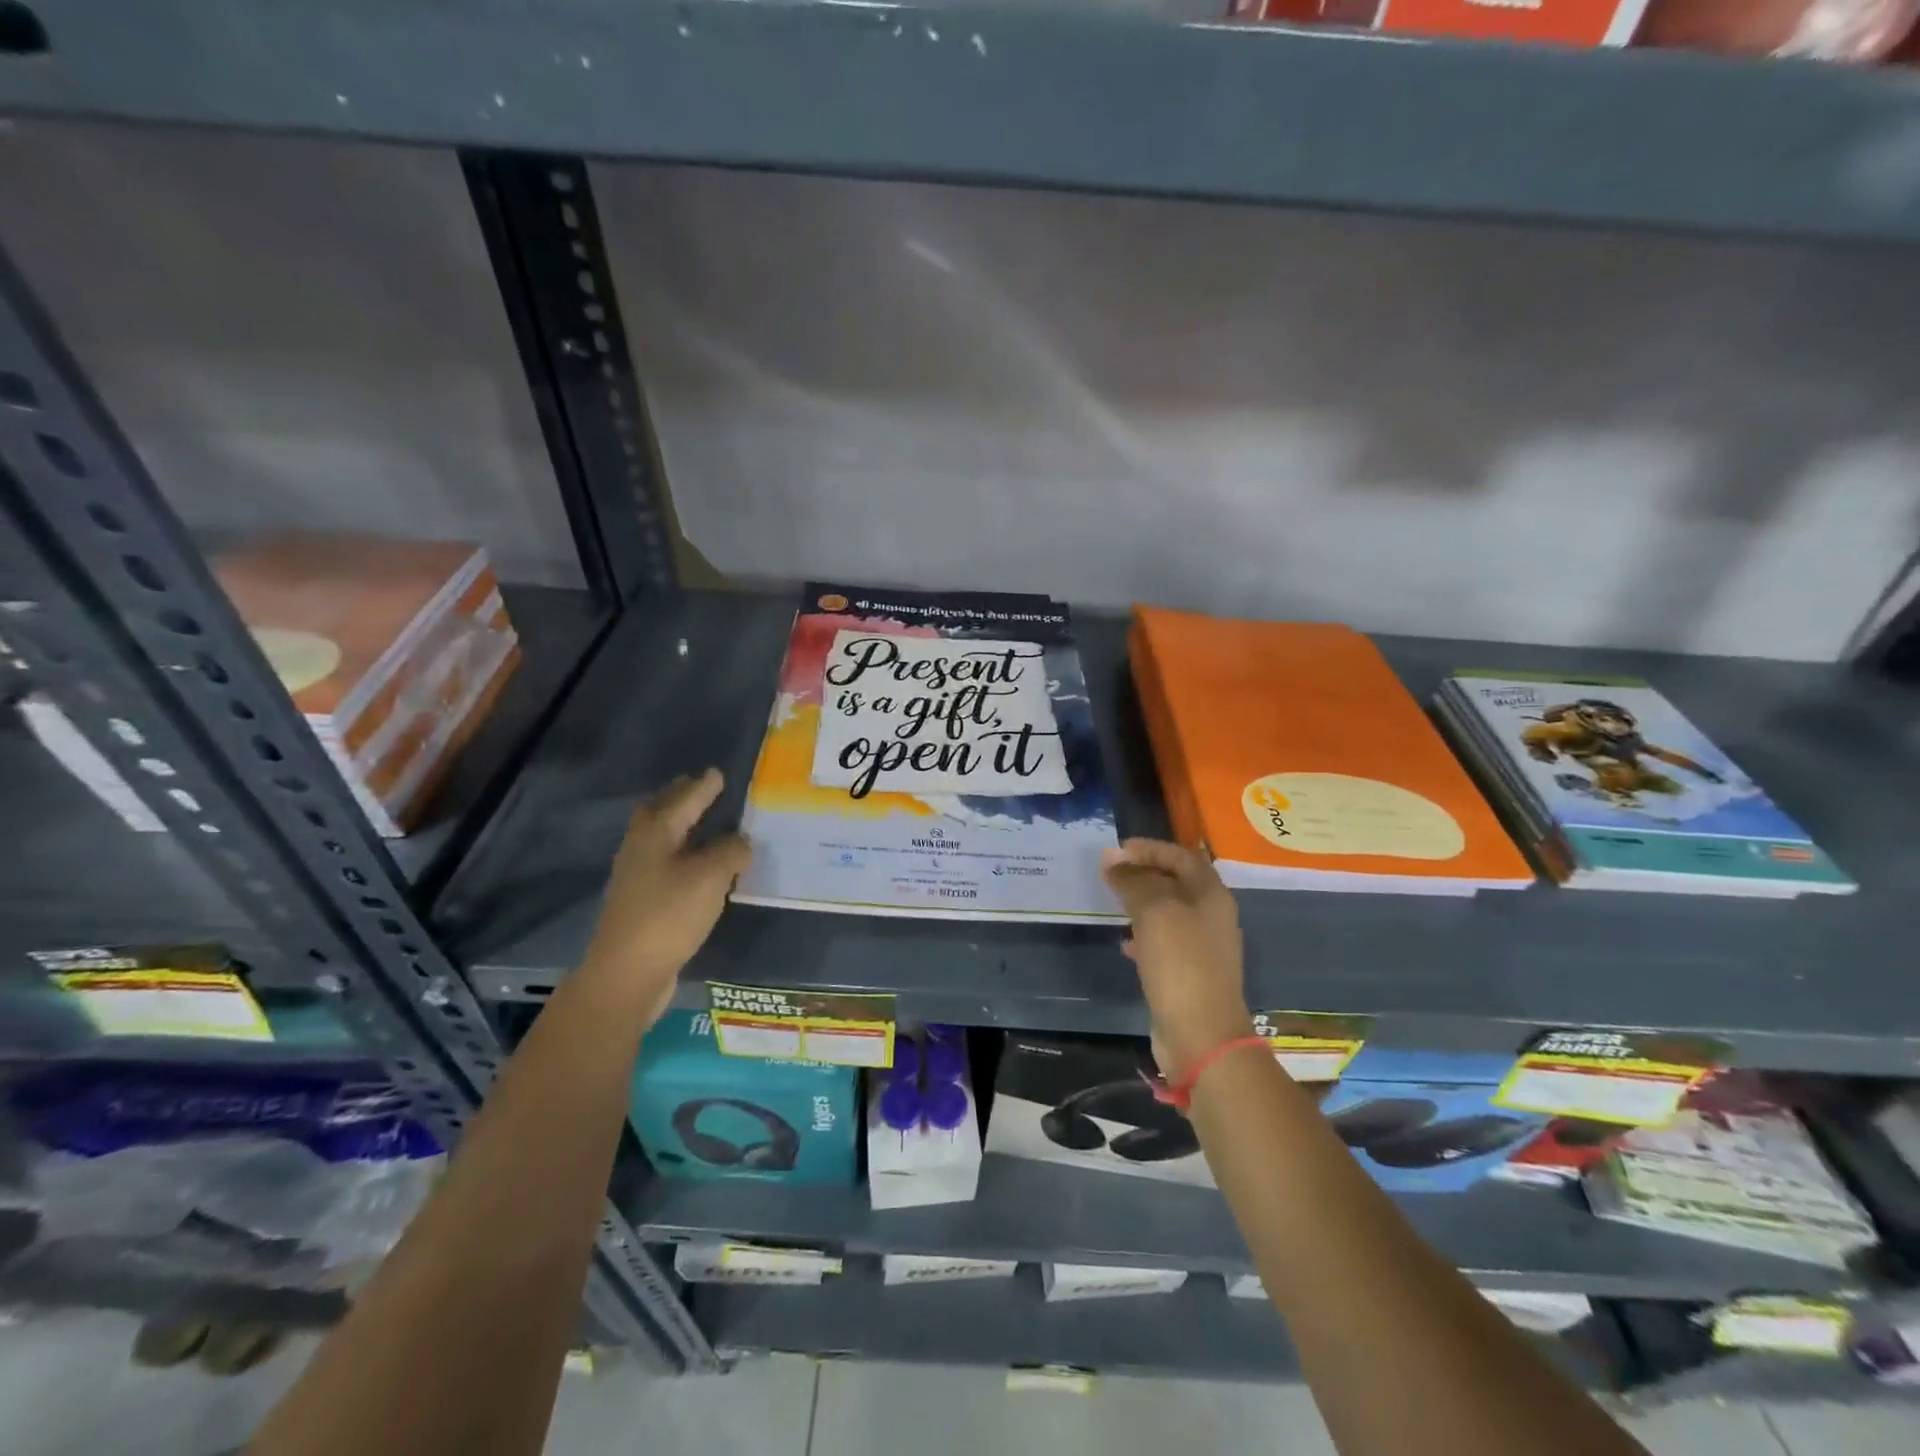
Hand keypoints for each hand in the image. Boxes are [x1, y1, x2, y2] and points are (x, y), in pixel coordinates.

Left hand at [579, 768, 751, 1027]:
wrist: (627, 973)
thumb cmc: (669, 914)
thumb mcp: (711, 876)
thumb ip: (731, 851)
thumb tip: (741, 841)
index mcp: (656, 833)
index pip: (684, 799)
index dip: (703, 787)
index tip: (717, 773)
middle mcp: (641, 848)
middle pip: (661, 814)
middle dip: (681, 799)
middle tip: (701, 788)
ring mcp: (636, 877)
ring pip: (661, 839)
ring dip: (680, 827)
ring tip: (704, 824)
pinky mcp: (640, 903)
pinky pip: (665, 865)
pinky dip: (683, 855)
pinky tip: (698, 867)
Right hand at [1101, 838, 1253, 1080]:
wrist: (1202, 1035)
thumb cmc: (1181, 963)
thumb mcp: (1154, 912)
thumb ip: (1133, 881)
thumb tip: (1112, 860)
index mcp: (1211, 895)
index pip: (1182, 857)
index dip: (1151, 848)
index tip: (1118, 849)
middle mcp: (1211, 916)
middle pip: (1177, 882)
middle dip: (1144, 873)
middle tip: (1111, 872)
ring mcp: (1203, 947)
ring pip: (1169, 912)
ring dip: (1142, 902)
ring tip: (1113, 902)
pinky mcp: (1189, 974)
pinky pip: (1164, 942)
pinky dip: (1143, 935)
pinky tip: (1124, 943)